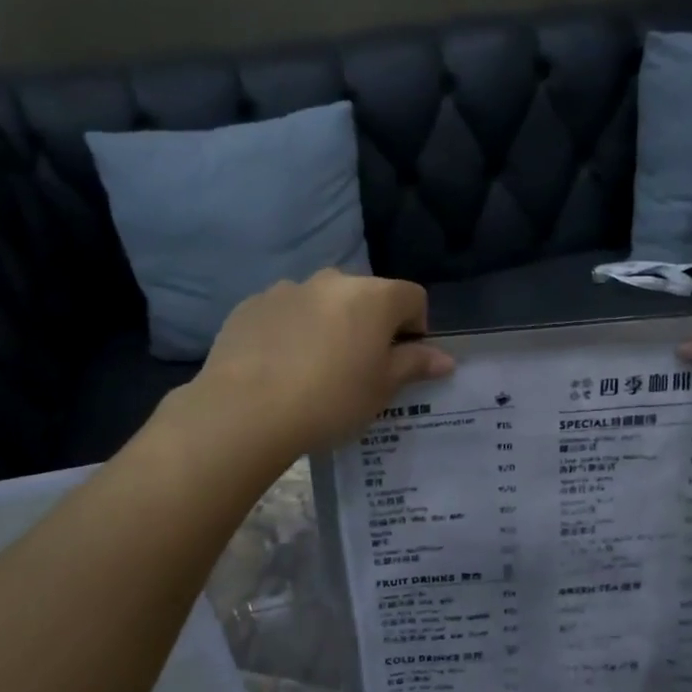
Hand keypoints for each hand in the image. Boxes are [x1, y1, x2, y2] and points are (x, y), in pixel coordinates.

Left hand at [190, 270, 453, 458]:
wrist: (246, 410)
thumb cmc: (330, 399)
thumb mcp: (382, 389)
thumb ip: (414, 365)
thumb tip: (445, 358)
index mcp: (373, 296)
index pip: (412, 298)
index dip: (415, 329)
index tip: (401, 361)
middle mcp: (332, 281)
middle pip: (365, 297)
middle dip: (369, 325)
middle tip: (358, 369)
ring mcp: (287, 289)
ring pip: (322, 303)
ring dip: (328, 326)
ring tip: (313, 370)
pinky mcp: (251, 305)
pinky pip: (284, 313)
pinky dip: (291, 331)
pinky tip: (279, 367)